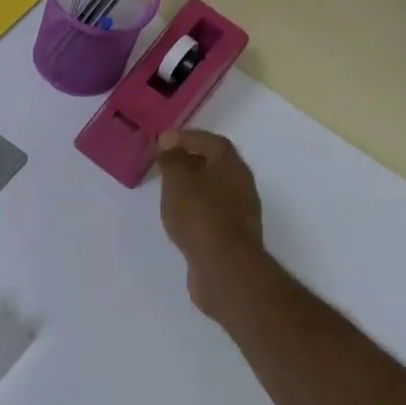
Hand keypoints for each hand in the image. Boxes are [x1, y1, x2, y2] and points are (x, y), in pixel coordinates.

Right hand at [154, 129, 267, 322]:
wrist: (224, 267)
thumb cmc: (200, 215)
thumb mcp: (178, 181)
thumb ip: (172, 158)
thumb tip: (170, 139)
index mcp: (232, 165)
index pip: (212, 141)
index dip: (189, 137)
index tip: (164, 141)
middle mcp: (241, 185)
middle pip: (215, 165)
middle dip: (190, 161)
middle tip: (164, 164)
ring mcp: (240, 213)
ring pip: (214, 190)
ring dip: (193, 186)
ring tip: (168, 190)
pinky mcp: (233, 236)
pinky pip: (212, 213)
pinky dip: (196, 209)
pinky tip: (180, 218)